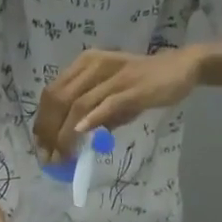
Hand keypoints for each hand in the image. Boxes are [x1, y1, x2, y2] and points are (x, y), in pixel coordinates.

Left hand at [34, 47, 201, 158]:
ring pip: (78, 104)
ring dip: (66, 134)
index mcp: (85, 65)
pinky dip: (91, 120)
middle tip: (49, 157)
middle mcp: (94, 66)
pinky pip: (106, 104)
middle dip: (49, 131)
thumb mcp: (111, 97)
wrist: (181, 68)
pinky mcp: (131, 87)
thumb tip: (72, 141)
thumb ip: (92, 113)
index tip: (40, 145)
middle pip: (59, 99)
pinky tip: (81, 135)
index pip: (53, 93)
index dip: (42, 121)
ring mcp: (113, 76)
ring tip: (62, 156)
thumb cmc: (143, 84)